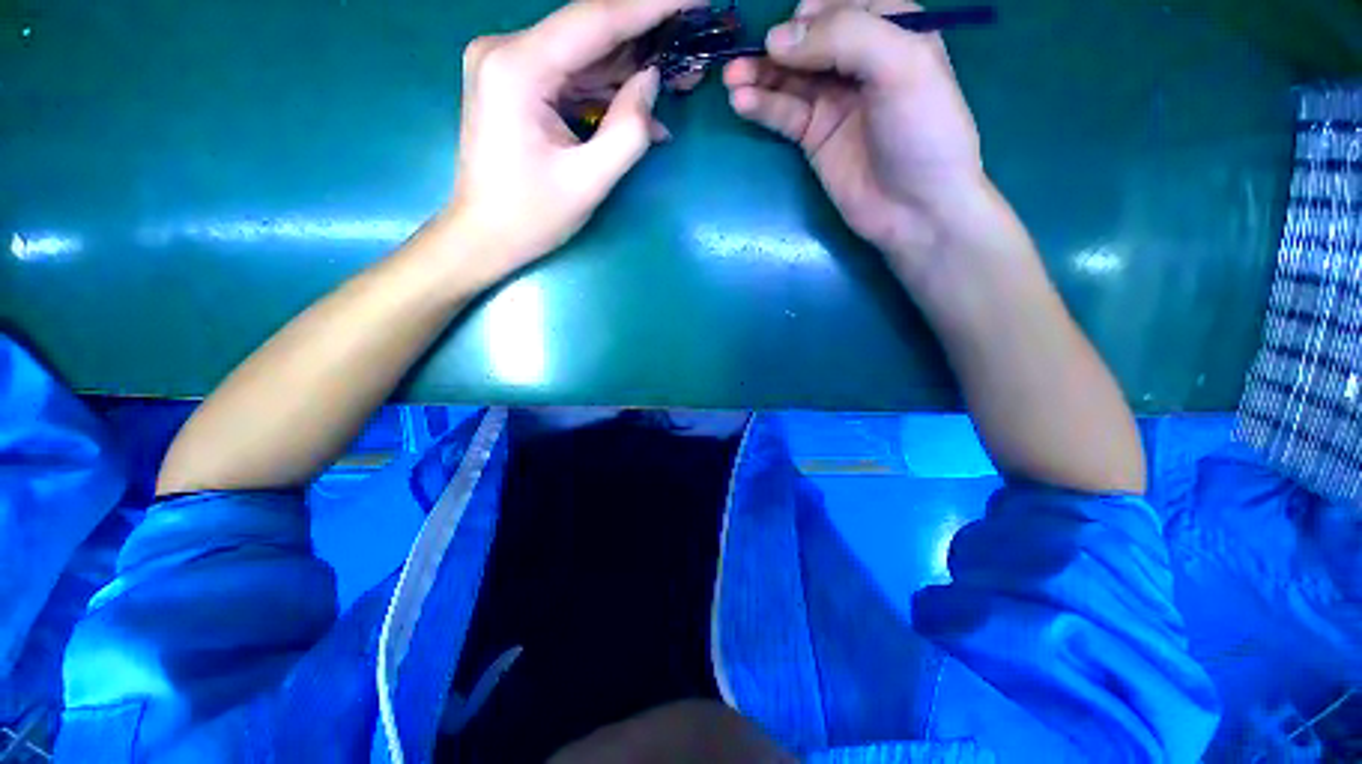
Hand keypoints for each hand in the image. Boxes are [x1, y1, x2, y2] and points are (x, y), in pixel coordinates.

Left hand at [448, 0, 702, 281]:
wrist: (484, 236)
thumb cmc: (531, 217)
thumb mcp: (589, 181)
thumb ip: (628, 130)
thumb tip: (654, 79)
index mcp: (518, 68)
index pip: (596, 19)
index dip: (651, 5)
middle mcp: (507, 50)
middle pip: (590, 31)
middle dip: (645, 39)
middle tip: (691, 47)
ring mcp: (509, 64)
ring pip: (583, 53)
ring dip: (629, 68)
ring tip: (678, 77)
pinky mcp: (516, 83)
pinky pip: (571, 76)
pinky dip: (606, 91)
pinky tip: (640, 109)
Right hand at [722, 0, 987, 274]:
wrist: (915, 209)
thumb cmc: (922, 132)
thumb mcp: (901, 65)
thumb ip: (844, 36)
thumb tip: (777, 39)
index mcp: (892, 29)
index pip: (840, 3)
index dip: (810, 12)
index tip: (791, 30)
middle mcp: (859, 60)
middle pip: (807, 39)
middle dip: (776, 45)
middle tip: (745, 58)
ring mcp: (834, 101)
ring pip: (789, 77)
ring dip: (759, 74)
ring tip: (731, 79)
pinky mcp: (814, 136)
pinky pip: (783, 113)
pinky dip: (762, 105)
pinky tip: (741, 102)